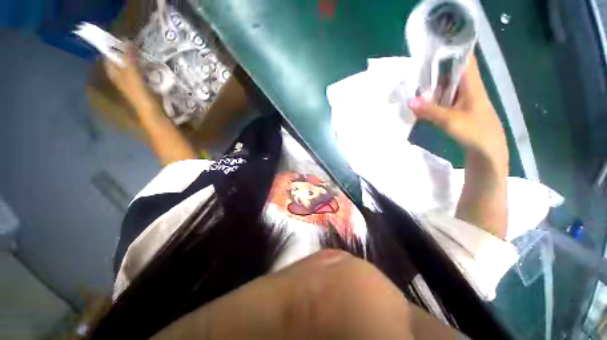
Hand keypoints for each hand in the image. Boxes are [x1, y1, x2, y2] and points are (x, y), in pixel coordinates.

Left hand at [104, 44, 155, 109]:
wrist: (153, 114)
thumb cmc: (141, 96)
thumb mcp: (133, 76)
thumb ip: (130, 59)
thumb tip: (127, 40)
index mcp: (115, 74)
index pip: (109, 57)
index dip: (114, 46)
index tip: (124, 38)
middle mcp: (121, 78)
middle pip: (121, 61)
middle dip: (126, 52)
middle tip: (136, 44)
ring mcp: (132, 83)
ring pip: (131, 67)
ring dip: (136, 60)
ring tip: (144, 52)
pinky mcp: (143, 87)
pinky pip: (141, 73)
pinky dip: (144, 68)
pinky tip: (151, 66)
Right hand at [407, 54, 508, 168]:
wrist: (488, 152)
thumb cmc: (475, 132)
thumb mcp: (450, 120)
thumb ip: (429, 110)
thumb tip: (408, 101)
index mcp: (472, 84)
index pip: (464, 58)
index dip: (451, 49)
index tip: (432, 47)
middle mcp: (468, 88)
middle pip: (451, 72)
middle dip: (433, 70)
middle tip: (413, 70)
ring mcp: (463, 100)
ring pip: (446, 87)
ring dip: (431, 87)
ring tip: (412, 86)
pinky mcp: (459, 111)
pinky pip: (444, 100)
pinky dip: (433, 100)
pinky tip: (421, 104)